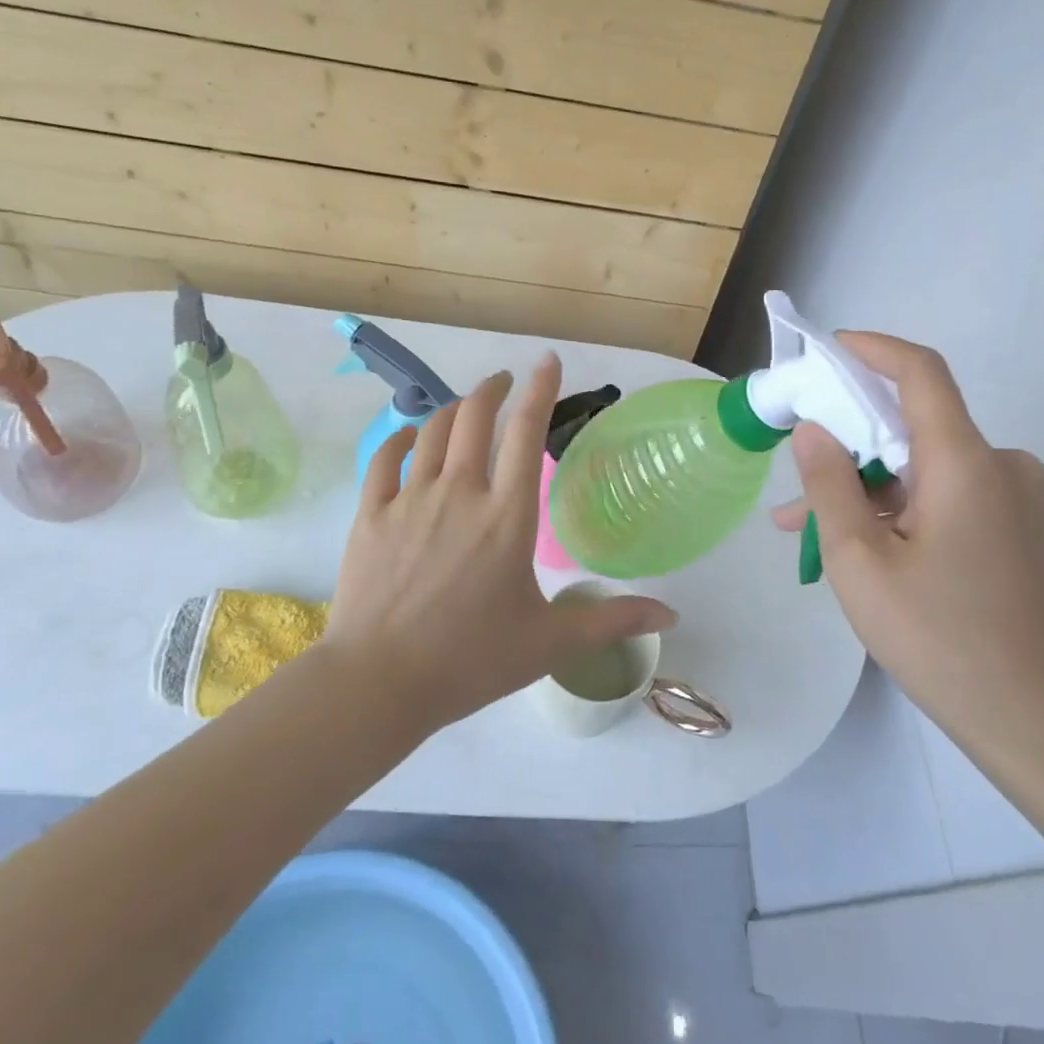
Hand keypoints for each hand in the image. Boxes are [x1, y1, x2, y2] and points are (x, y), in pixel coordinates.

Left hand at [321, 352, 675, 732]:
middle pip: (475, 415)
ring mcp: (410, 499)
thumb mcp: (550, 642)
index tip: (548, 360)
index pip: (526, 431)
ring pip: (432, 430)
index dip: (541, 389)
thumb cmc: (471, 660)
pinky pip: (385, 458)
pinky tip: (410, 437)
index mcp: (507, 515)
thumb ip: (611, 620)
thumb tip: (672, 614)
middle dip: (493, 388)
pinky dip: (401, 438)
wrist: (379, 683)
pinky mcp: (371, 514)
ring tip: (466, 406)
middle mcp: (459, 492)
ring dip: (453, 409)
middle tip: (505, 381)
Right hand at [772, 333, 1043, 762]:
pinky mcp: (1015, 529)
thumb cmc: (941, 639)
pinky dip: (897, 508)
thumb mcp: (861, 562)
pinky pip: (944, 496)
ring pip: (922, 467)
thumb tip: (813, 428)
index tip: (827, 351)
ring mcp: (1013, 499)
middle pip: (914, 424)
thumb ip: (831, 485)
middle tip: (793, 471)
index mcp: (967, 463)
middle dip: (848, 441)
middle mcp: (1000, 466)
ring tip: (802, 529)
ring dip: (865, 487)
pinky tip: (856, 546)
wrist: (1038, 723)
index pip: (921, 373)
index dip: (872, 350)